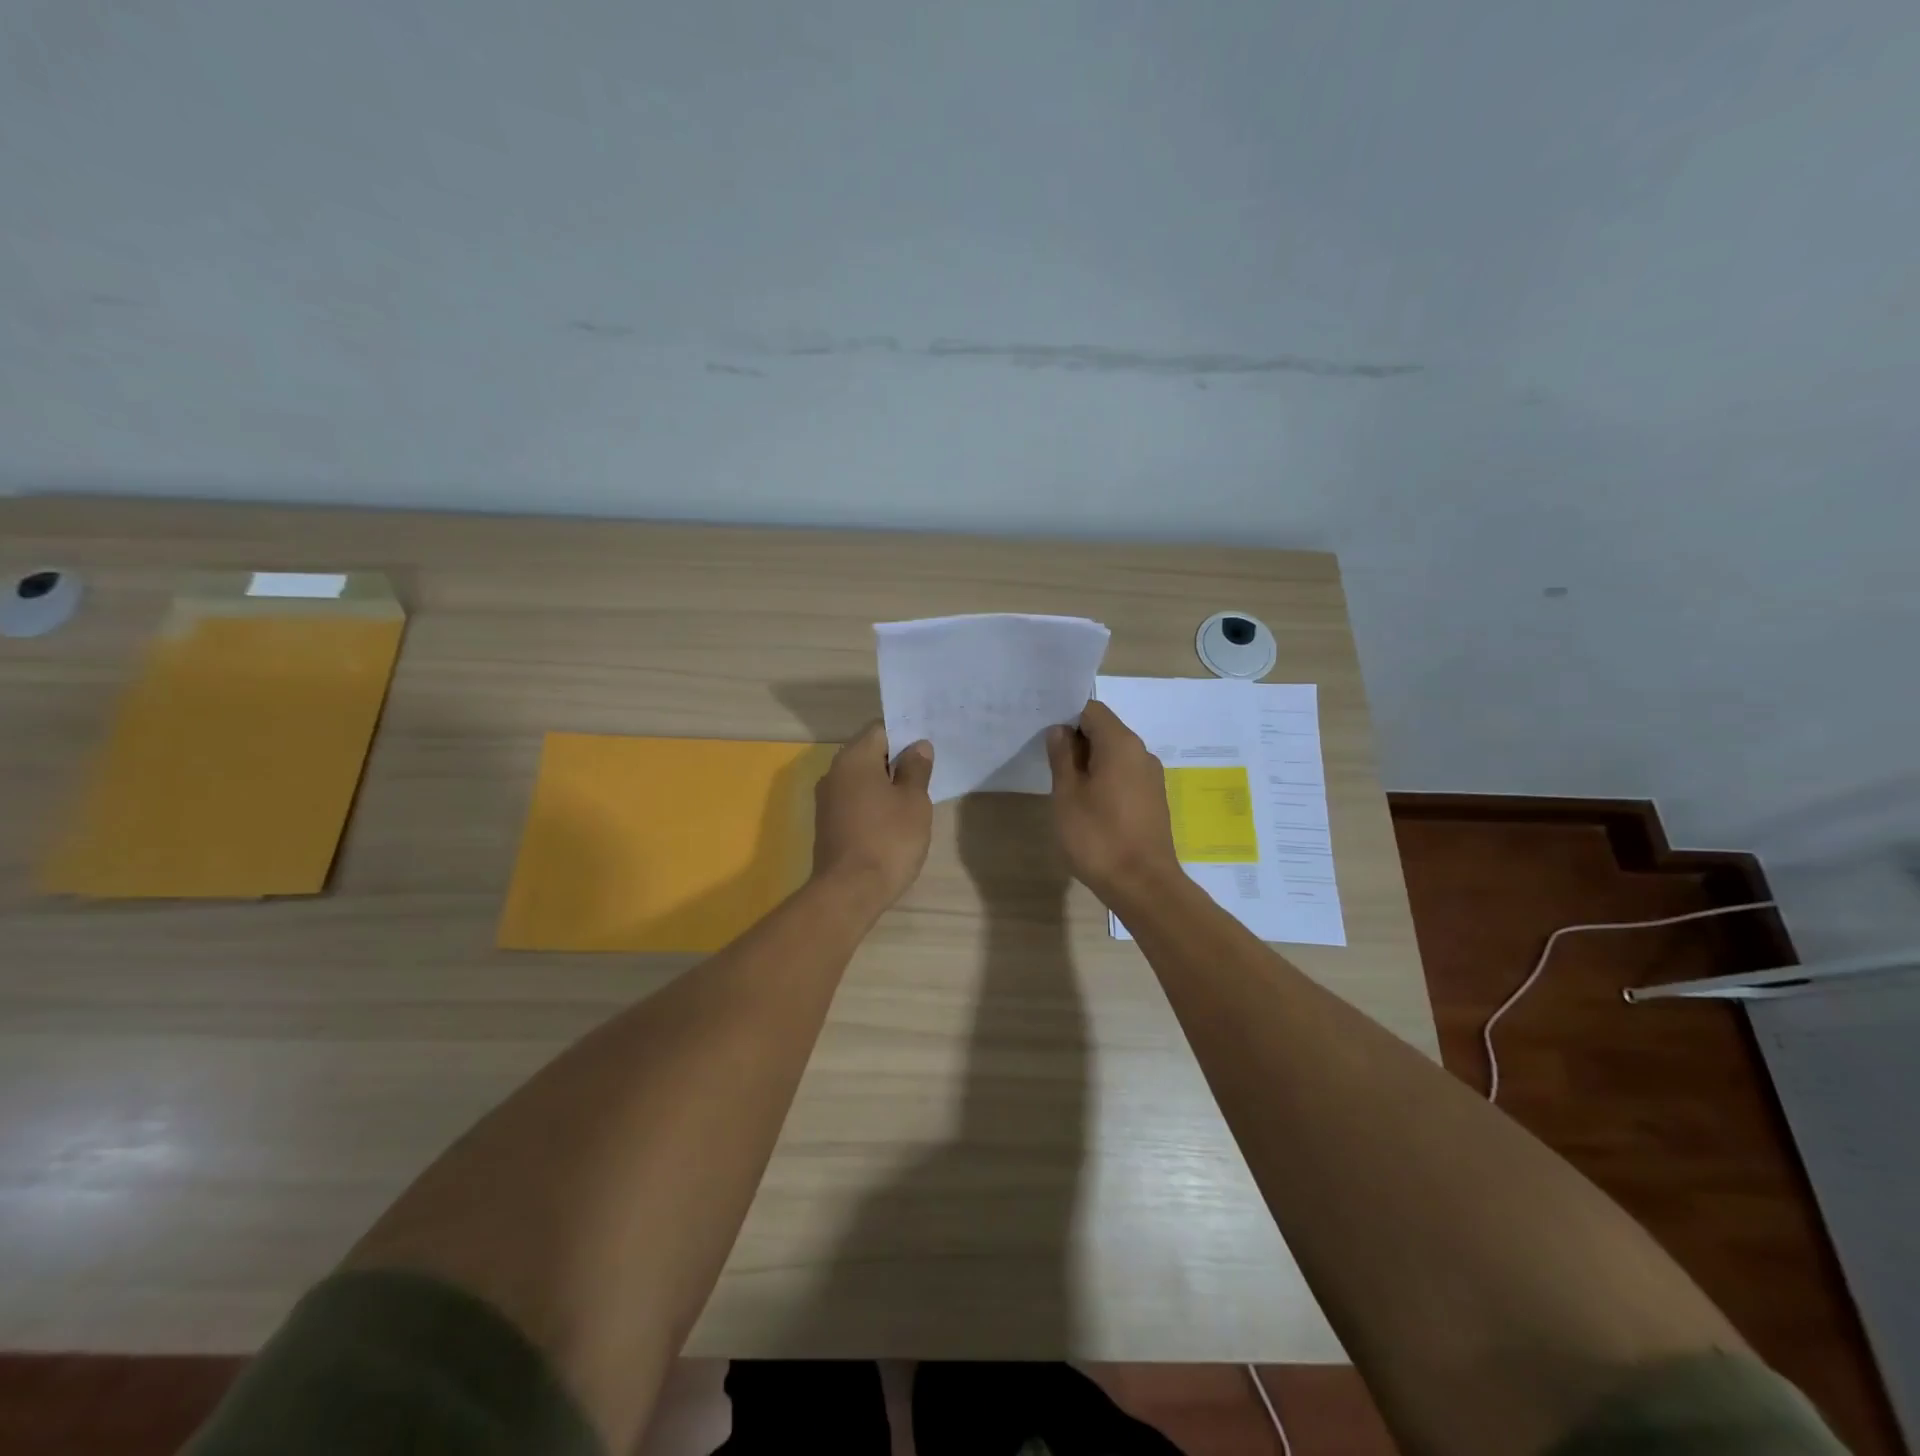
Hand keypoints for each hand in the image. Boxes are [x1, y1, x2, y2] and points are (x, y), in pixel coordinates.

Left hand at [811, 722, 934, 907]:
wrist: (849, 891)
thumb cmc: (888, 839)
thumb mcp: (914, 801)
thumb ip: (916, 769)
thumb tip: (918, 746)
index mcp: (854, 758)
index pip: (880, 729)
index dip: (906, 735)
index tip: (927, 749)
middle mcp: (834, 772)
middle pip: (869, 752)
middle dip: (896, 760)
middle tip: (927, 772)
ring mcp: (827, 799)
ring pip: (861, 778)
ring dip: (885, 783)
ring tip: (914, 797)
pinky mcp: (827, 823)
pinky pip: (854, 800)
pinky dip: (873, 802)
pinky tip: (893, 819)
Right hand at [1045, 700, 1180, 904]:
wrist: (1143, 885)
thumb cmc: (1098, 836)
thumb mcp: (1067, 795)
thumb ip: (1062, 757)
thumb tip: (1060, 731)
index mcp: (1121, 744)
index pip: (1092, 710)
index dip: (1066, 716)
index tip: (1044, 733)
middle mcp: (1141, 753)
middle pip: (1105, 731)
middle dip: (1076, 740)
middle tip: (1047, 759)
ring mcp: (1151, 778)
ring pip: (1115, 756)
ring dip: (1089, 763)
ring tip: (1064, 785)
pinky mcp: (1153, 800)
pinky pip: (1124, 776)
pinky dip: (1104, 780)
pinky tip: (1087, 804)